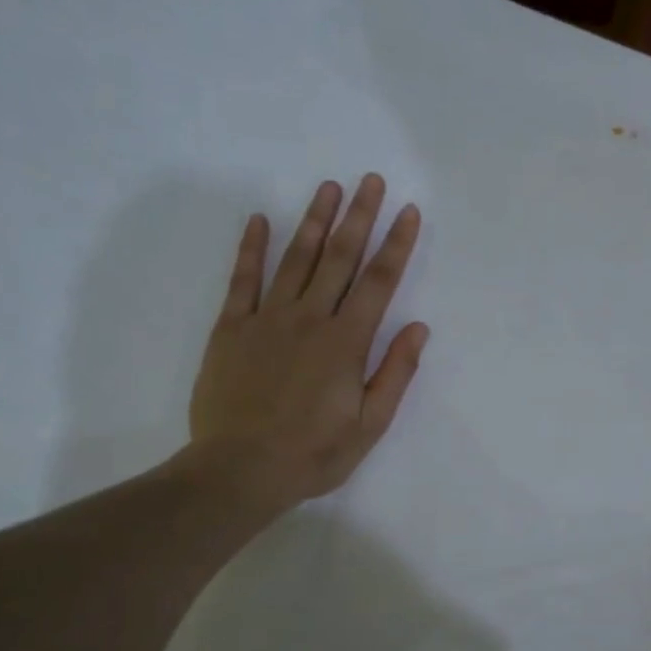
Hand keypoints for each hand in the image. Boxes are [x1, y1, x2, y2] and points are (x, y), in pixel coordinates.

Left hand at [186, 174, 427, 512]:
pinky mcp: (231, 329)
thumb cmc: (313, 454)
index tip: (408, 212)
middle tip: (370, 180)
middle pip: (339, 258)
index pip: (378, 282)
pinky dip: (251, 248)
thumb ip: (395, 374)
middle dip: (359, 217)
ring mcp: (267, 319)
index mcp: (346, 343)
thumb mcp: (370, 426)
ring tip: (328, 187)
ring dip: (314, 221)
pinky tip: (259, 220)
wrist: (240, 470)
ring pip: (295, 259)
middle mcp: (309, 319)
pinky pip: (243, 280)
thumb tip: (419, 329)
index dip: (396, 244)